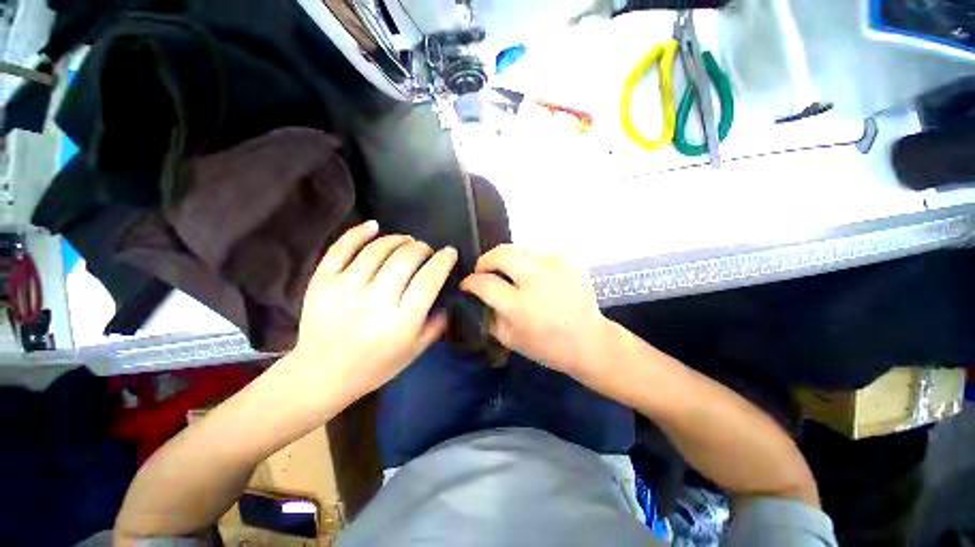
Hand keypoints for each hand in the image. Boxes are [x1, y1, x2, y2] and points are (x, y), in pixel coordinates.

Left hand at [286, 221, 456, 403]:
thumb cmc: (376, 365)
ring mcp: (346, 288)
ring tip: (406, 241)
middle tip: (426, 250)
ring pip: (378, 248)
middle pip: (406, 257)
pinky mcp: (322, 281)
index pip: (430, 278)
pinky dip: (360, 232)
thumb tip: (448, 296)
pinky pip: (342, 247)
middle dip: (422, 247)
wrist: (322, 374)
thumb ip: (438, 323)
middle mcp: (376, 300)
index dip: (444, 259)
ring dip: (398, 239)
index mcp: (402, 320)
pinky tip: (375, 225)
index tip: (450, 252)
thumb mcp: (416, 351)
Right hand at [460, 245, 611, 378]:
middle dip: (485, 261)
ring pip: (517, 248)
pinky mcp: (566, 260)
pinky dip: (525, 259)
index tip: (467, 284)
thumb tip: (476, 295)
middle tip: (484, 272)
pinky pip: (536, 251)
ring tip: (506, 272)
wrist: (589, 340)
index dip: (470, 282)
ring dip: (505, 258)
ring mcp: (553, 265)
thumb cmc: (548, 345)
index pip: (485, 283)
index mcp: (520, 305)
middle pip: (500, 254)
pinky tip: (529, 273)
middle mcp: (536, 279)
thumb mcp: (510, 339)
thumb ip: (488, 315)